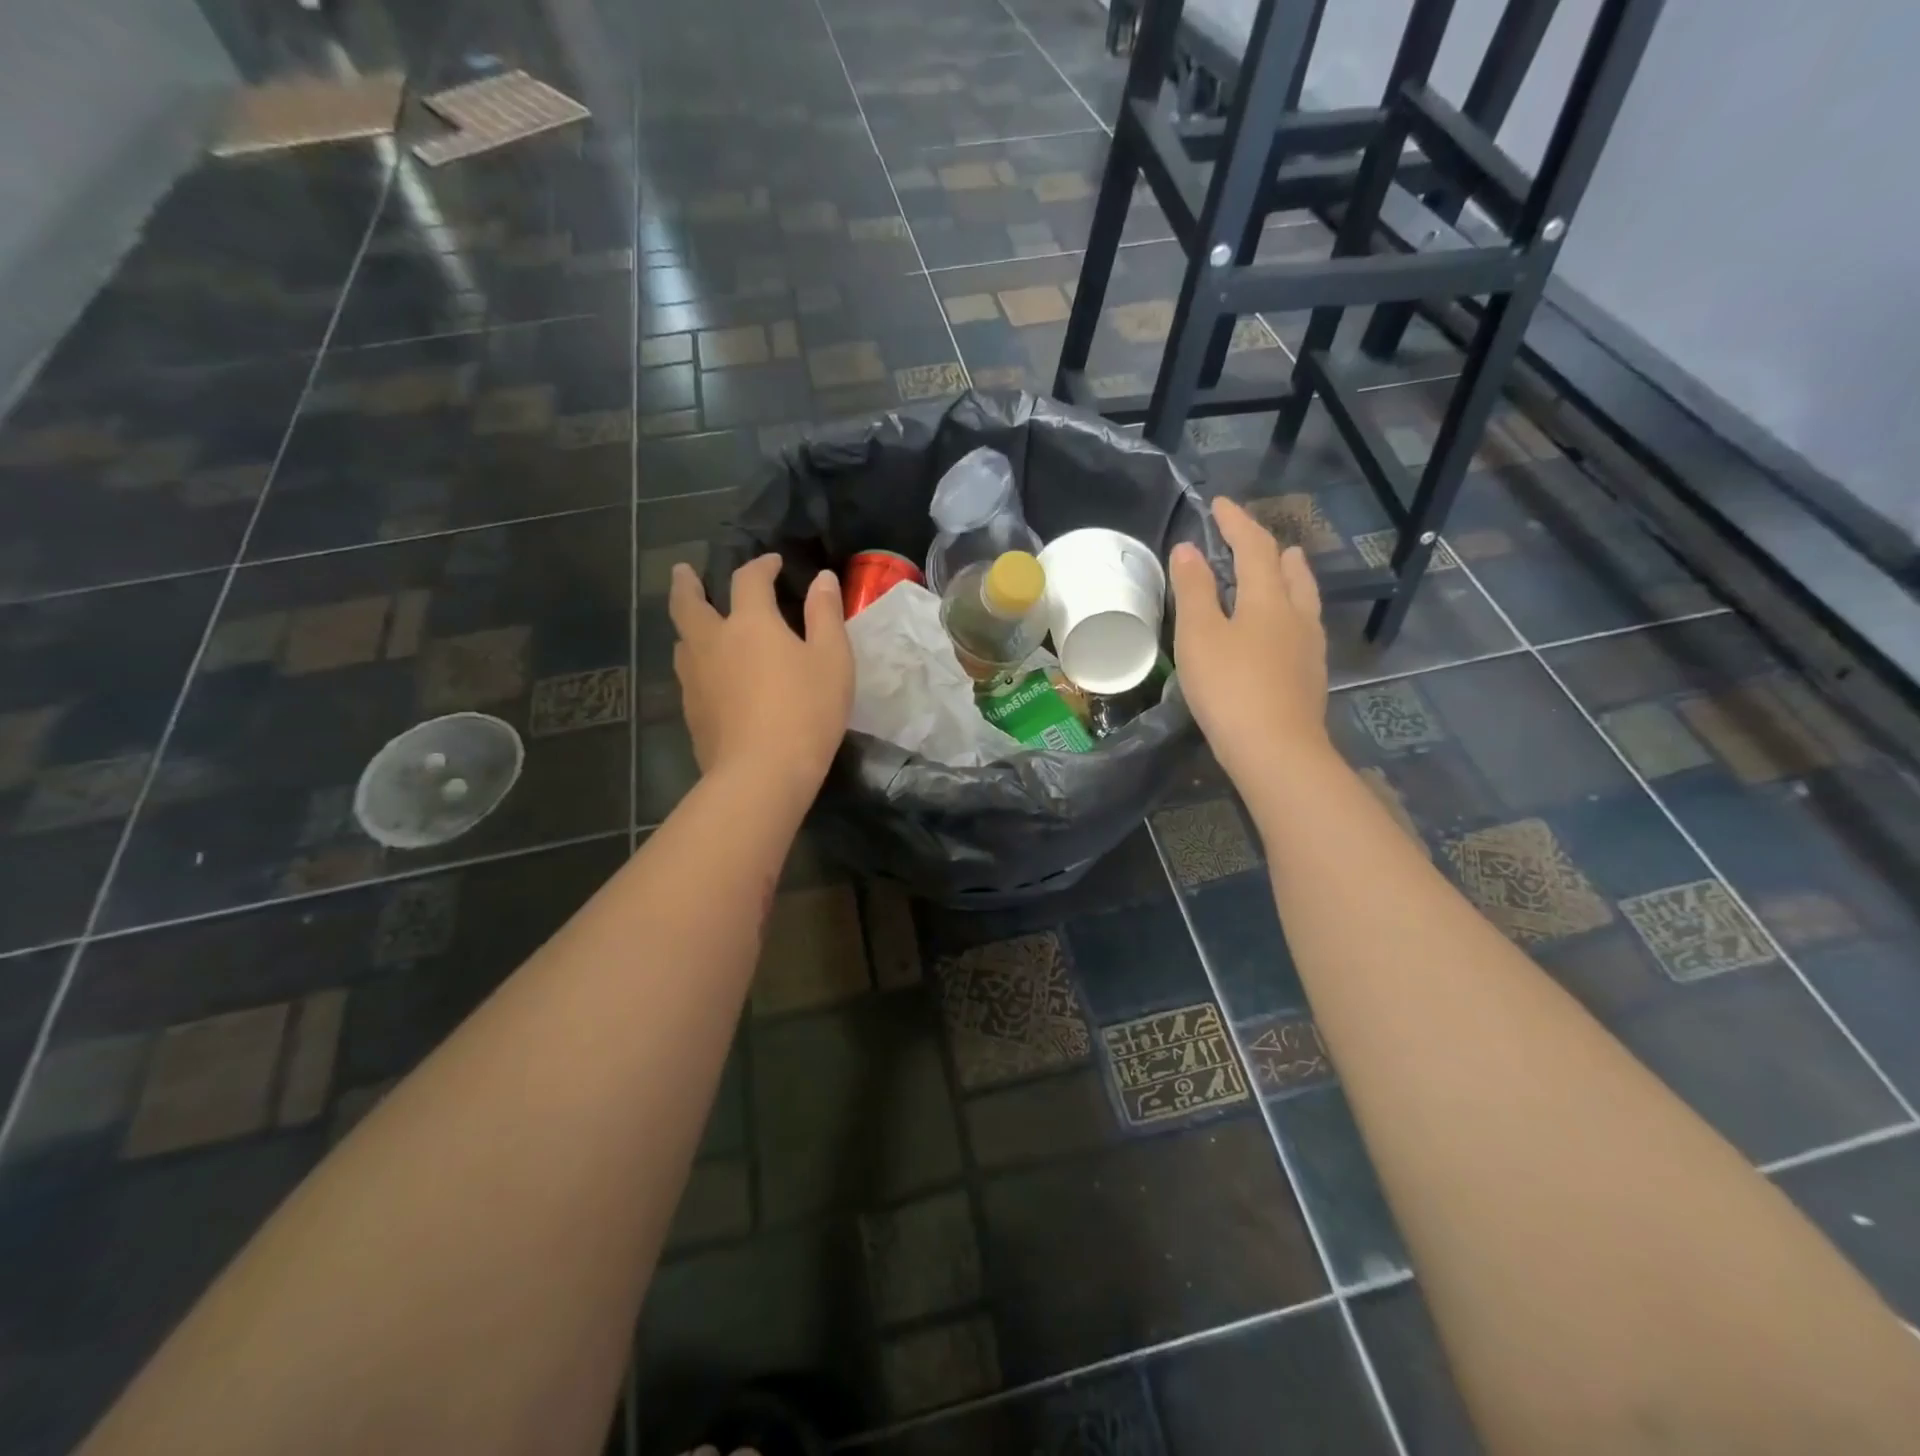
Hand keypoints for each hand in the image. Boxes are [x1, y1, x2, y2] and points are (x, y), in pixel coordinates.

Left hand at [669, 555, 852, 800]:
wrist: (762, 774)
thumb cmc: (807, 711)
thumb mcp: (833, 660)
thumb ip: (826, 615)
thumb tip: (822, 579)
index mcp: (749, 623)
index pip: (748, 579)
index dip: (760, 565)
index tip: (772, 563)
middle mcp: (712, 642)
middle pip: (688, 603)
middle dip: (687, 584)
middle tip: (684, 572)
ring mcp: (695, 679)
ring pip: (682, 641)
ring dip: (688, 626)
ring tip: (696, 625)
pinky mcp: (691, 712)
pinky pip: (688, 675)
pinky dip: (696, 663)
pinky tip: (708, 677)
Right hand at [1169, 496, 1330, 784]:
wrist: (1275, 749)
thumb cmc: (1230, 687)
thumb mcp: (1199, 635)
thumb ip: (1194, 589)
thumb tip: (1188, 548)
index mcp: (1267, 597)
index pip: (1254, 546)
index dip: (1236, 522)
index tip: (1219, 504)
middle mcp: (1296, 614)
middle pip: (1289, 569)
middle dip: (1269, 548)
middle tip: (1249, 538)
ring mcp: (1309, 646)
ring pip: (1303, 597)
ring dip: (1289, 576)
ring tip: (1281, 569)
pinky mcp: (1310, 674)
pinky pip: (1303, 626)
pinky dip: (1289, 611)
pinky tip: (1282, 629)